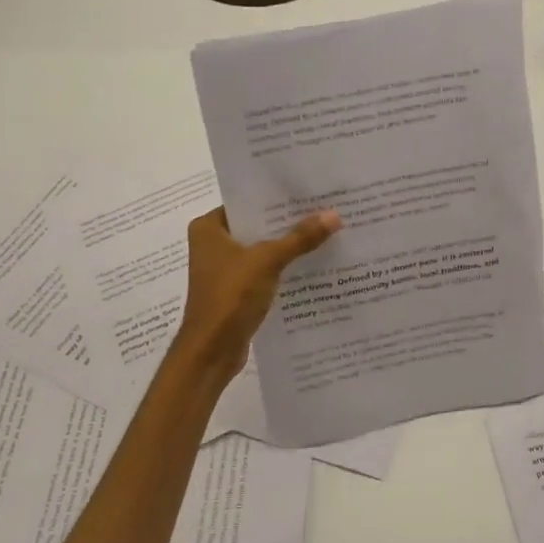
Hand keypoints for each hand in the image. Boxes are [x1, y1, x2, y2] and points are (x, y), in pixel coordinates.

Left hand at [175, 206, 340, 373]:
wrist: (211, 351)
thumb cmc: (230, 297)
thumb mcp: (267, 261)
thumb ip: (300, 238)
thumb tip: (334, 215)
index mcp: (208, 227)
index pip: (247, 202)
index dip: (277, 197)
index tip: (308, 190)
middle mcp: (212, 244)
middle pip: (257, 226)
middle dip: (288, 222)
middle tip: (324, 209)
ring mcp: (223, 269)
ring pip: (262, 249)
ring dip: (288, 246)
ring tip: (325, 232)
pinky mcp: (235, 290)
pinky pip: (264, 271)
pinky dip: (283, 268)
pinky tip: (312, 264)